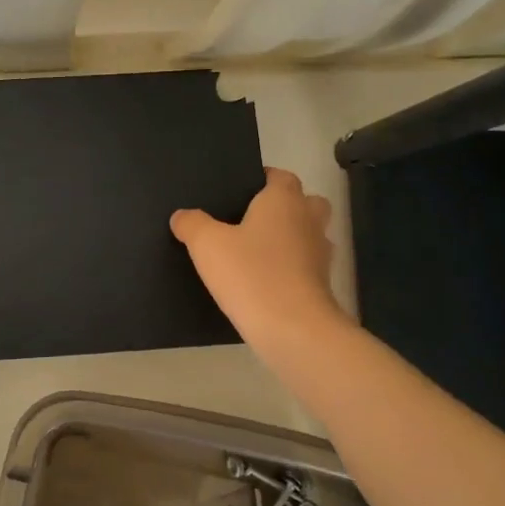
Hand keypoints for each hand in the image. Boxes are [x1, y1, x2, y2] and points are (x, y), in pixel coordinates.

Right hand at [171, 168, 345, 351]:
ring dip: (290, 239)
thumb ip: (191, 224)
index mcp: (284, 200)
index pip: (280, 176)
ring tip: (256, 252)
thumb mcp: (206, 244)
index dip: (262, 179)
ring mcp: (320, 254)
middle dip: (284, 207)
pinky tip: (263, 281)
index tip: (238, 190)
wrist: (293, 329)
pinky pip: (305, 266)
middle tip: (251, 219)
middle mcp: (308, 220)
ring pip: (308, 235)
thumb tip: (182, 216)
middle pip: (305, 202)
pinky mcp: (322, 285)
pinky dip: (290, 269)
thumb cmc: (251, 274)